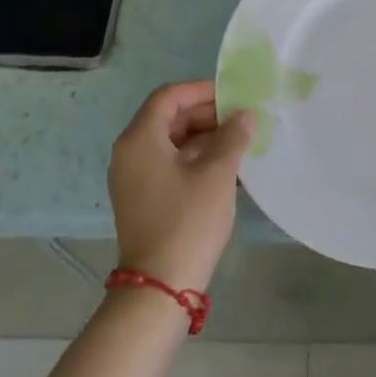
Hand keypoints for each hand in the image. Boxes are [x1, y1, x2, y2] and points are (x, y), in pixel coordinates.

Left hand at [108, 81, 254, 292]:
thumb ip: (233, 136)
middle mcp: (130, 153)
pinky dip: (197, 160)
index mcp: (140, 139)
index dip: (202, 90)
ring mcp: (135, 178)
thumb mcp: (217, 174)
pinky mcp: (144, 198)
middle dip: (207, 115)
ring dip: (206, 138)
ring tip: (241, 143)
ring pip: (172, 142)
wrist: (161, 286)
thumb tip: (245, 115)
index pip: (169, 97)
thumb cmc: (188, 221)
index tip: (234, 96)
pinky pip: (171, 164)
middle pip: (169, 118)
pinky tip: (228, 169)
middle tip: (242, 119)